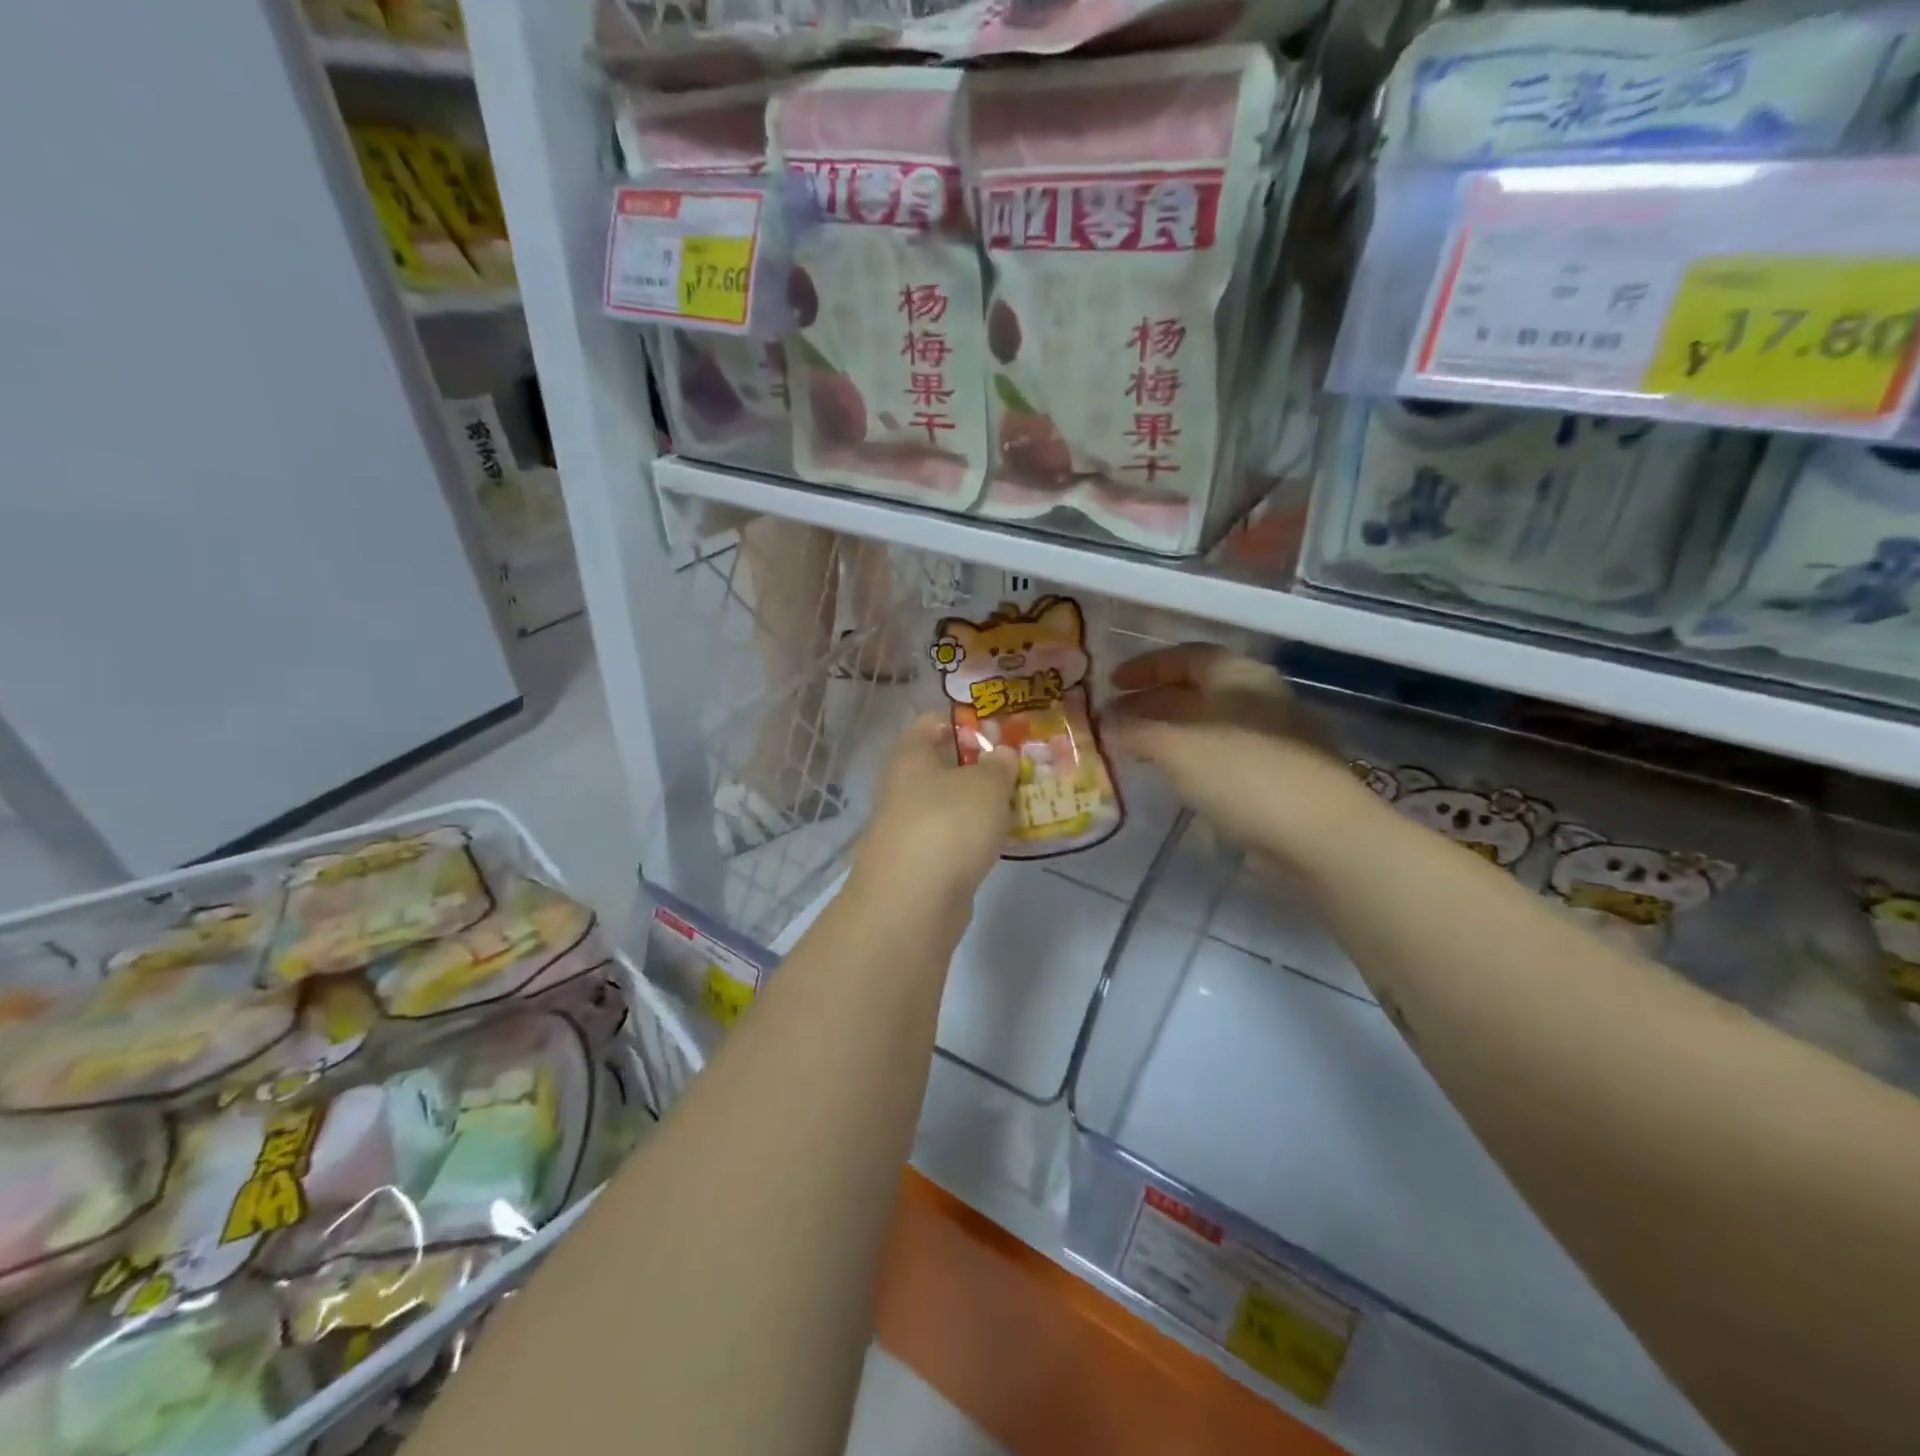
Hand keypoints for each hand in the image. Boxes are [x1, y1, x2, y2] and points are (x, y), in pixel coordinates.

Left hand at [851, 713, 1019, 914]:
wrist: (912, 903)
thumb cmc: (948, 826)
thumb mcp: (985, 784)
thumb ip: (999, 765)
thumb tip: (1002, 755)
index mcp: (911, 756)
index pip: (932, 722)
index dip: (964, 720)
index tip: (1000, 727)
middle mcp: (904, 787)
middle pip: (943, 765)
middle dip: (981, 765)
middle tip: (1021, 766)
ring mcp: (910, 827)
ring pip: (951, 804)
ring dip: (982, 803)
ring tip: (1022, 801)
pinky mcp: (921, 862)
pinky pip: (954, 837)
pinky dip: (977, 835)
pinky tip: (1004, 839)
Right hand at [1105, 644, 1371, 871]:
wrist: (1322, 835)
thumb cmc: (1244, 775)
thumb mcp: (1177, 748)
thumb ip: (1137, 732)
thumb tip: (1105, 724)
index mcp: (1239, 676)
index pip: (1186, 656)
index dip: (1146, 667)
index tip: (1111, 684)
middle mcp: (1260, 697)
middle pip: (1196, 689)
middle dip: (1151, 702)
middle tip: (1114, 721)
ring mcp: (1275, 737)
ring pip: (1210, 724)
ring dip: (1169, 731)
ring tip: (1136, 749)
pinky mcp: (1280, 774)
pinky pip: (1224, 753)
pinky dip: (1192, 756)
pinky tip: (1176, 778)